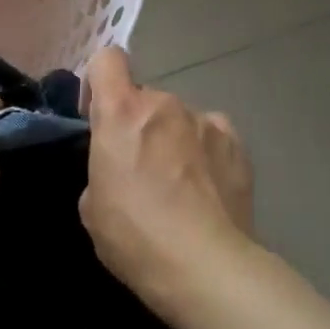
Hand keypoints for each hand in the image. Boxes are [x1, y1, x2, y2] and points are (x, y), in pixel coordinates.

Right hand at [80, 47, 255, 313]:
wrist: (207, 268)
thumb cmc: (135, 236)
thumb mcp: (92, 206)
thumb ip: (102, 168)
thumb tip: (119, 169)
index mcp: (121, 113)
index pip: (107, 60)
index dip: (98, 81)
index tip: (97, 115)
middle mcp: (164, 104)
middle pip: (145, 98)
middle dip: (139, 125)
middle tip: (140, 169)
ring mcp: (206, 121)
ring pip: (180, 119)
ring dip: (174, 139)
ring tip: (180, 186)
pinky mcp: (237, 145)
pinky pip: (211, 137)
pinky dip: (205, 153)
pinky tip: (208, 189)